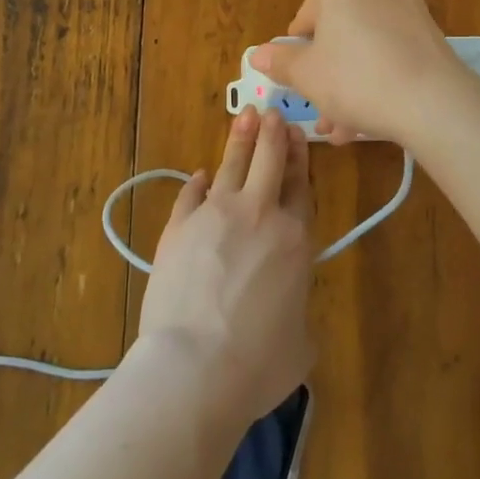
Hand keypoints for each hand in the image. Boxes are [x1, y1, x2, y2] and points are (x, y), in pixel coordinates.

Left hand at [138, 107, 314, 429]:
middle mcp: (257, 216)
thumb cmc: (257, 364)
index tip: (296, 134)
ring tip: (245, 115)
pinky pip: (191, 194)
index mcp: (294, 240)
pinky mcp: (178, 227)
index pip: (301, 186)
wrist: (194, 366)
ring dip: (240, 139)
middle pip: (268, 162)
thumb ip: (298, 314)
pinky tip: (201, 175)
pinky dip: (198, 183)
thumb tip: (289, 313)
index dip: (299, 158)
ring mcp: (214, 216)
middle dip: (272, 133)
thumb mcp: (300, 346)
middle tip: (271, 112)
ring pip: (231, 165)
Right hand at [250, 0, 464, 145]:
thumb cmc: (355, 77)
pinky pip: (390, 50)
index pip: (305, 16)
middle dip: (327, 73)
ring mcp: (407, 2)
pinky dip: (377, 77)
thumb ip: (281, 61)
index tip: (303, 82)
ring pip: (364, 45)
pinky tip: (370, 117)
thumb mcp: (306, 74)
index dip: (300, 53)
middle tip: (321, 110)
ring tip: (343, 127)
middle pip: (337, 30)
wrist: (432, 100)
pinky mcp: (428, 28)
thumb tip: (258, 55)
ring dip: (349, 83)